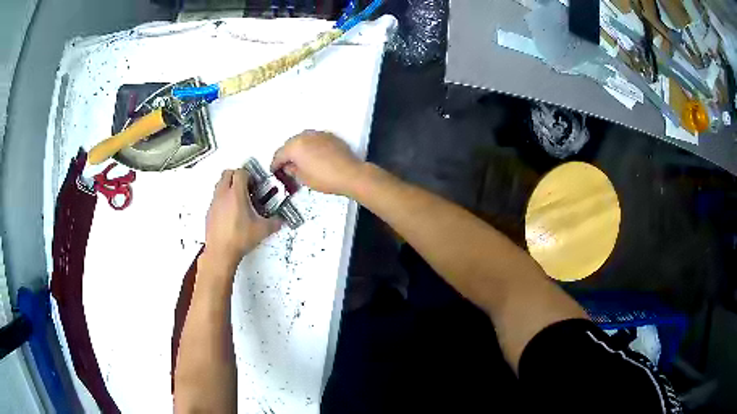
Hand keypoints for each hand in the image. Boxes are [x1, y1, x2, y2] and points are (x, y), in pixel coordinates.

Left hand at [204, 169, 281, 268]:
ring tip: (238, 198)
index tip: (254, 183)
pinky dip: (222, 199)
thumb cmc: (239, 239)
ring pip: (219, 184)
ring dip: (228, 186)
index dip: (249, 175)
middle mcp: (223, 194)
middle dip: (237, 176)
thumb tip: (281, 220)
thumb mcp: (262, 230)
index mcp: (236, 193)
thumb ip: (274, 223)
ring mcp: (214, 203)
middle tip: (246, 186)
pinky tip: (230, 212)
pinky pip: (215, 198)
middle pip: (227, 173)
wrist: (221, 252)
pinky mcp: (209, 212)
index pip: (240, 172)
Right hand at [271, 130, 363, 195]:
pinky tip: (312, 156)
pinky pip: (313, 140)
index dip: (275, 164)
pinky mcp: (329, 136)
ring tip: (298, 161)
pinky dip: (309, 146)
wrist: (351, 174)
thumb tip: (288, 167)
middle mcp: (304, 136)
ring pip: (302, 140)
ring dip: (298, 149)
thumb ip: (292, 170)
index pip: (279, 154)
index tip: (274, 171)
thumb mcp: (303, 178)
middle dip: (286, 155)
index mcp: (295, 146)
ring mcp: (318, 134)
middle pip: (290, 145)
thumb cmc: (325, 178)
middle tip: (285, 166)